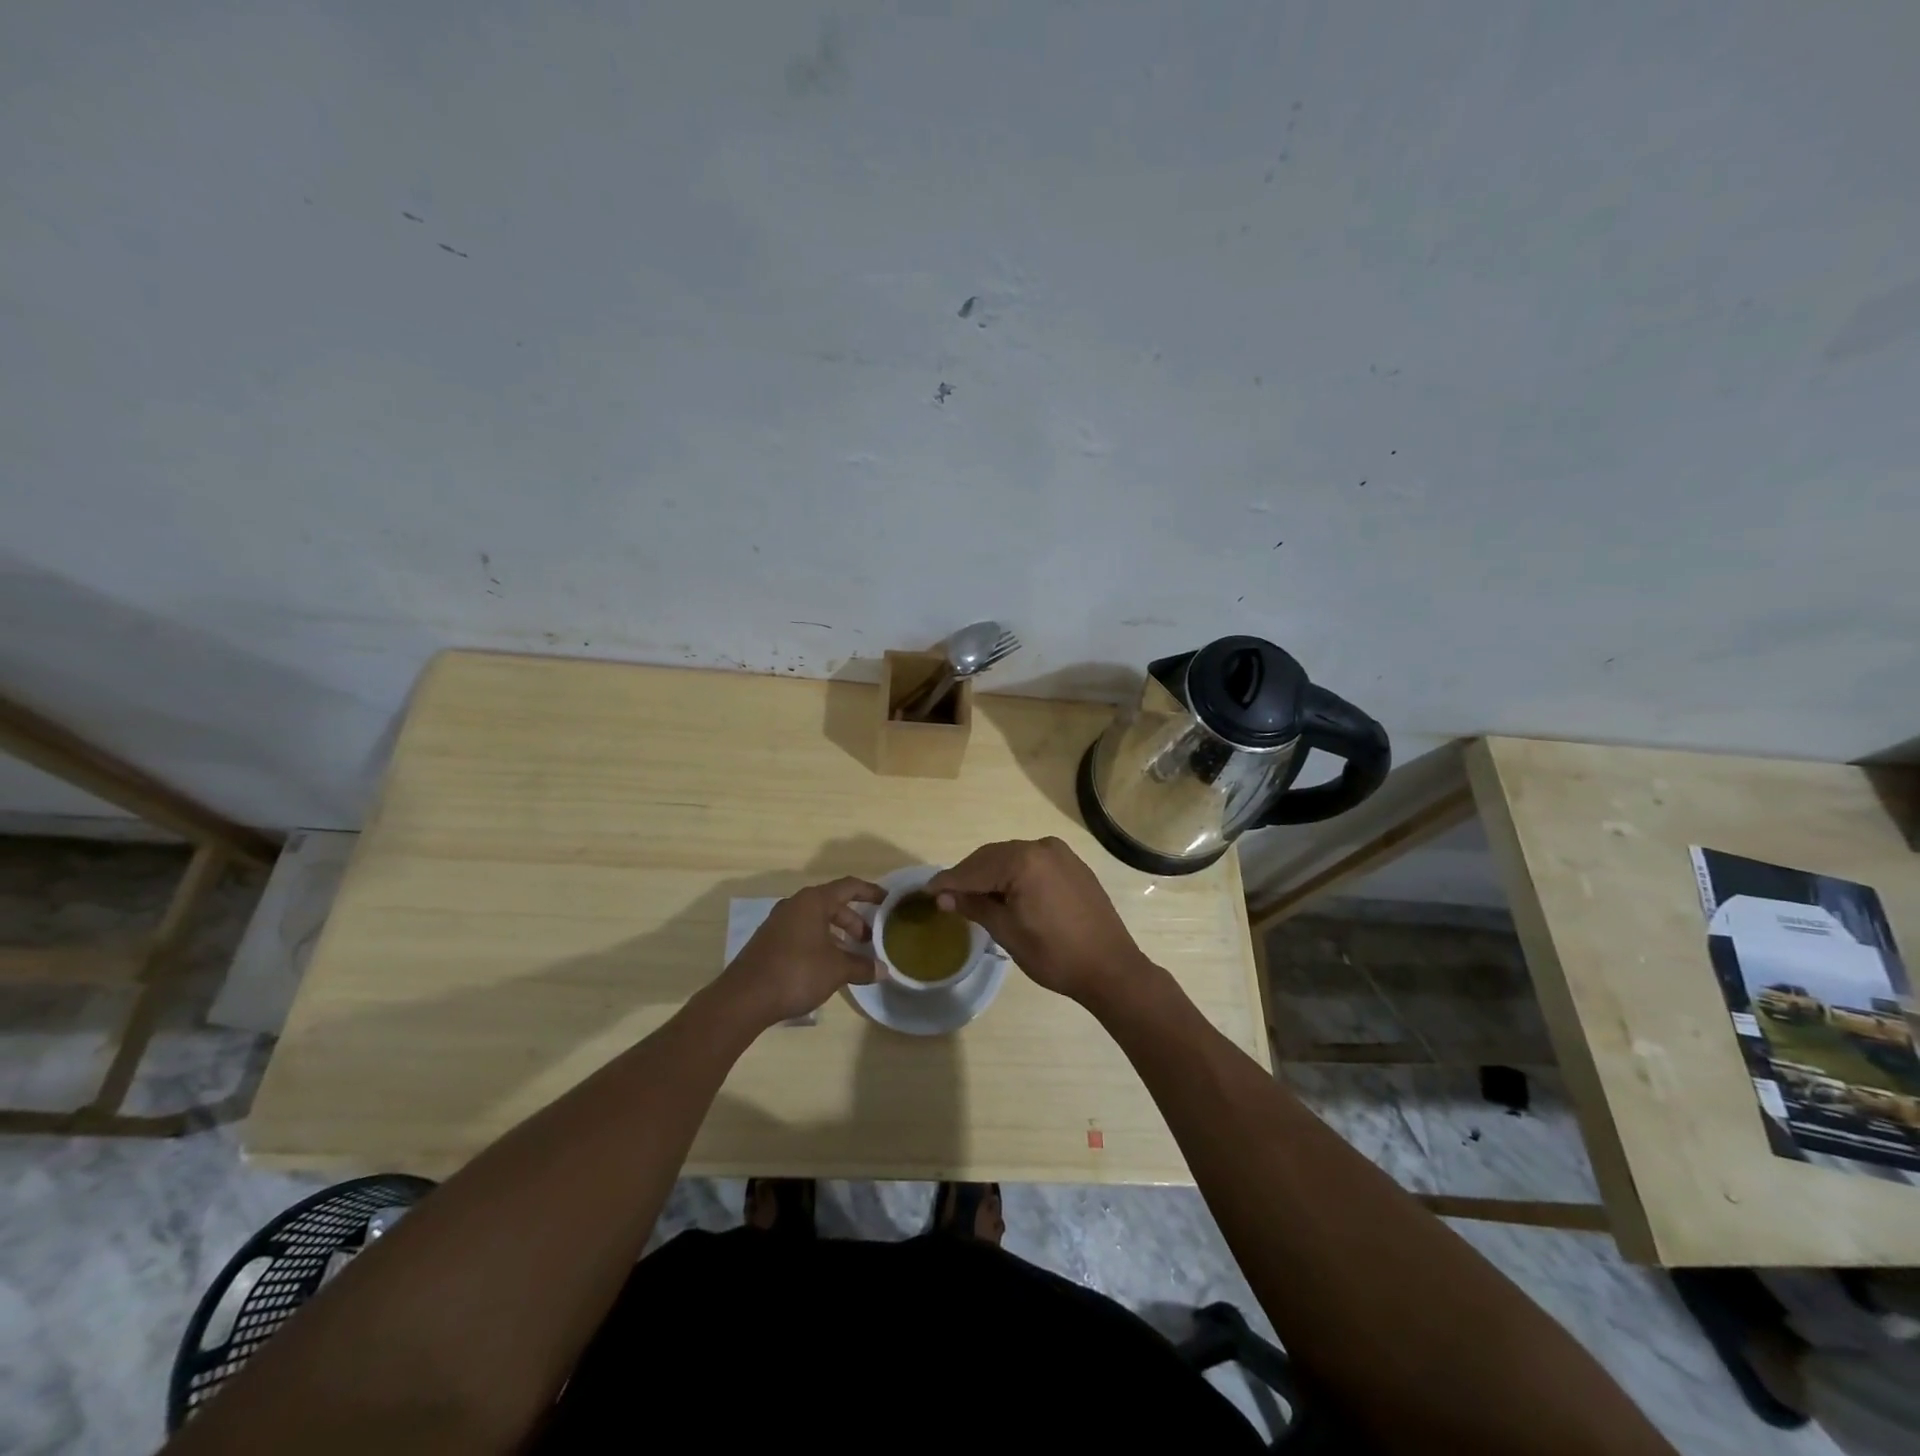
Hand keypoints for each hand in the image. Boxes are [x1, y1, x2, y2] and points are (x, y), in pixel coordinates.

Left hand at [723, 876, 885, 1025]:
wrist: (744, 998)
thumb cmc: (796, 972)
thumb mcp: (836, 970)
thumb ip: (862, 966)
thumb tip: (883, 970)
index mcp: (813, 901)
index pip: (848, 886)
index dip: (870, 891)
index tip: (887, 900)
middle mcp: (795, 905)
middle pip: (832, 904)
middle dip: (854, 920)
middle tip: (869, 940)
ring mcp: (778, 923)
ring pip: (816, 920)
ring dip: (836, 934)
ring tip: (850, 956)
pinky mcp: (769, 941)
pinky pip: (802, 933)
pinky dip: (819, 942)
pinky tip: (825, 966)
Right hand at [927, 838, 1148, 1005]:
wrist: (1111, 968)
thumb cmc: (1055, 954)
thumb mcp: (1007, 932)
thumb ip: (974, 906)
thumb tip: (943, 895)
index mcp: (1024, 861)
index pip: (975, 869)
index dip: (949, 881)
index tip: (926, 890)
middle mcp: (1041, 847)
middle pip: (992, 857)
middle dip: (969, 874)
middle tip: (945, 894)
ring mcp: (1060, 853)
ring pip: (1012, 858)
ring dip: (990, 873)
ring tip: (970, 895)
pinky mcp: (1072, 864)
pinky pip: (1032, 862)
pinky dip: (1013, 873)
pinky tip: (1004, 891)